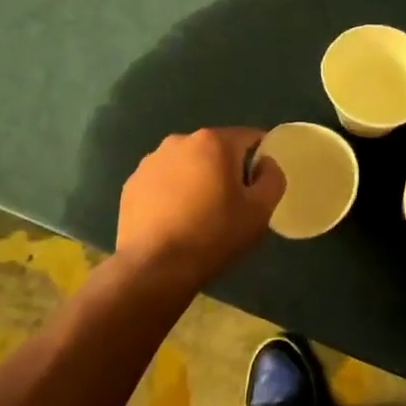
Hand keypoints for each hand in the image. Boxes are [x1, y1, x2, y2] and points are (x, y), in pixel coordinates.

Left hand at [115, 129, 284, 289]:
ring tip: (200, 214)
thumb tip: (265, 164)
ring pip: (187, 165)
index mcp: (213, 142)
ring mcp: (151, 162)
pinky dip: (172, 193)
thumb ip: (273, 178)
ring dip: (198, 180)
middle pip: (216, 150)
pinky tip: (175, 221)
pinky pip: (163, 181)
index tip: (260, 184)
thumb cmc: (214, 235)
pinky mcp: (132, 184)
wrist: (154, 268)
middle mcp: (180, 141)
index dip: (261, 158)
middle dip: (227, 170)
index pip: (249, 137)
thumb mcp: (260, 210)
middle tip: (232, 204)